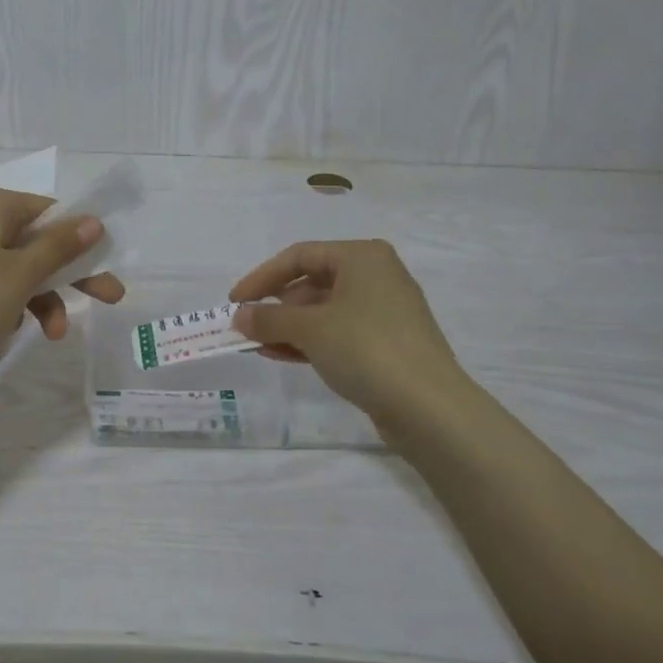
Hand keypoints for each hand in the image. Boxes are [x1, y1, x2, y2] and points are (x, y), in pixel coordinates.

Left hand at [0, 184, 124, 384]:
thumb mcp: (21, 276)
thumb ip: (60, 246)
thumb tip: (93, 219)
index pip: (52, 212)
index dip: (83, 243)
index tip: (105, 272)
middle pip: (36, 241)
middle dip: (69, 275)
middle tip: (109, 299)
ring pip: (14, 266)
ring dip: (40, 297)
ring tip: (52, 333)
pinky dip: (8, 302)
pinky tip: (8, 330)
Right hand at [229, 240, 462, 425]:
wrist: (428, 406)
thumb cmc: (366, 349)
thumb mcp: (310, 329)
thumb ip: (269, 318)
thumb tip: (240, 316)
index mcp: (362, 257)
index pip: (299, 256)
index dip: (262, 277)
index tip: (234, 301)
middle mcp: (376, 276)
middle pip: (312, 282)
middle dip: (276, 306)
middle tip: (246, 327)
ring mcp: (384, 311)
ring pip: (324, 311)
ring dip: (289, 327)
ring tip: (257, 346)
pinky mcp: (387, 343)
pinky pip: (339, 333)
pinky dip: (310, 341)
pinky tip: (283, 356)